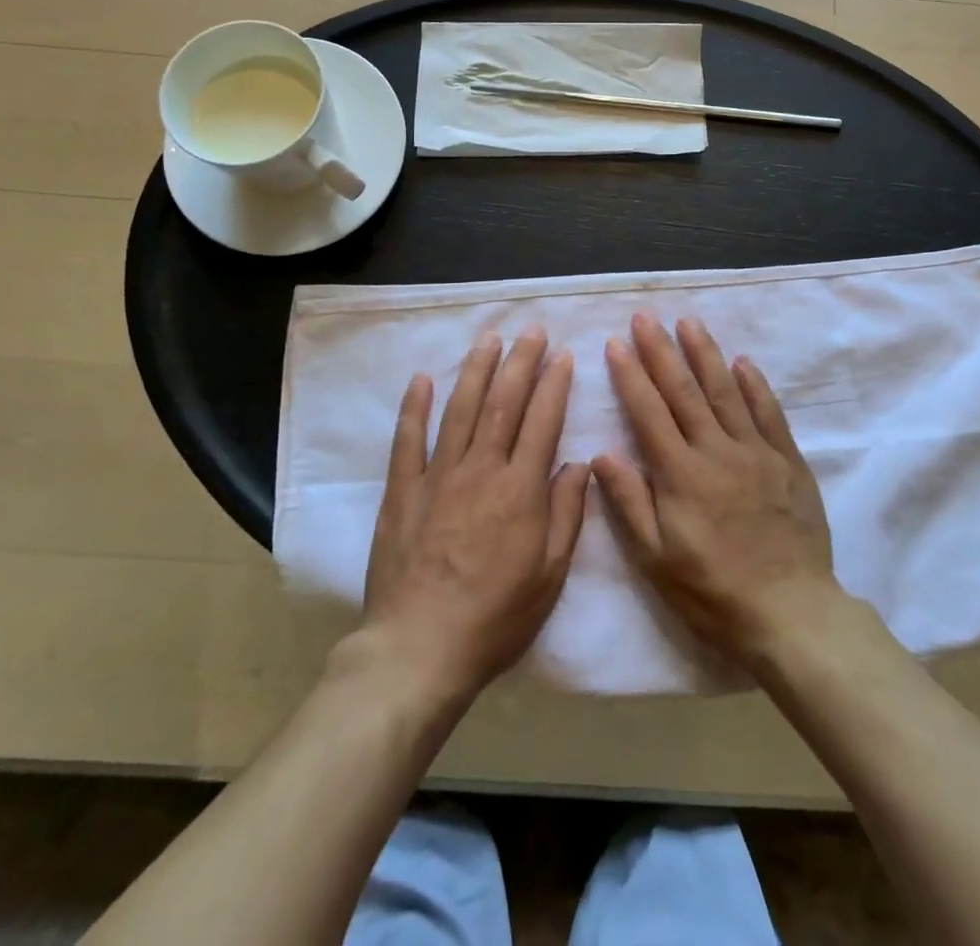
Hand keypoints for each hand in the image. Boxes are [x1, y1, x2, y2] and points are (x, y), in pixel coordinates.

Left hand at [361, 330, 591, 698]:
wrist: (420, 649)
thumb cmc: (496, 616)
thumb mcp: (550, 573)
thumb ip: (566, 513)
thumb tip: (577, 464)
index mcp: (520, 489)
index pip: (543, 421)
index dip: (554, 384)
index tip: (562, 355)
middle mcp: (481, 469)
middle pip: (503, 403)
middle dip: (520, 362)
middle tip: (530, 330)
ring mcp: (438, 476)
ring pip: (461, 410)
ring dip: (477, 371)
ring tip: (489, 340)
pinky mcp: (403, 491)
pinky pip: (408, 440)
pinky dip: (415, 407)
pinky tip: (422, 379)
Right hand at [592, 315, 838, 667]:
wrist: (791, 613)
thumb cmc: (713, 592)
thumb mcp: (657, 560)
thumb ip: (630, 503)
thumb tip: (602, 453)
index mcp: (681, 475)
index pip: (649, 413)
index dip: (630, 375)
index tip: (616, 343)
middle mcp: (717, 451)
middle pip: (684, 391)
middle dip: (661, 351)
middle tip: (646, 317)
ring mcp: (756, 452)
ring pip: (726, 392)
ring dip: (705, 354)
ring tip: (688, 323)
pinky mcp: (788, 461)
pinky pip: (769, 413)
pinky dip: (755, 385)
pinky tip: (743, 362)